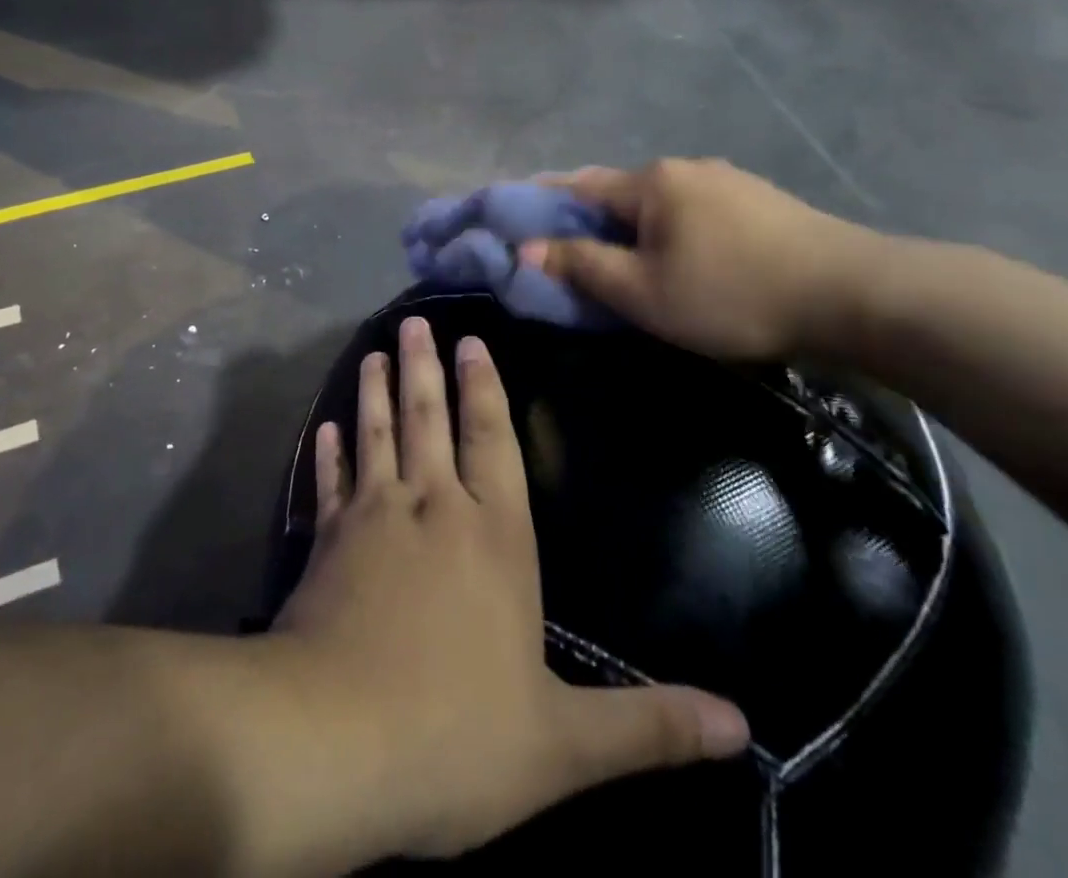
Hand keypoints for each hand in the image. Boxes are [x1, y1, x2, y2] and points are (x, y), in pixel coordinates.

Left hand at [272, 317, 746, 864]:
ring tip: (373, 352)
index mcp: (494, 536)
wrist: (333, 742)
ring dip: (376, 392)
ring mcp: (372, 519)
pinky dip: (328, 454)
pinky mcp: (325, 543)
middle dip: (424, 367)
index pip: (492, 440)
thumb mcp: (565, 745)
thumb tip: (743, 727)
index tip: (470, 341)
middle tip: (414, 322)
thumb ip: (648, 726)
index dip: (484, 387)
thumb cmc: (455, 736)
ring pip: (377, 435)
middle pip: (428, 419)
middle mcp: (432, 508)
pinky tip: (326, 427)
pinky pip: (329, 484)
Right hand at [526, 159, 884, 362]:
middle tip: (570, 251)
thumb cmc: (731, 293)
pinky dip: (670, 227)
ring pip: (659, 200)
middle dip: (588, 217)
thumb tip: (526, 249)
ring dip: (632, 224)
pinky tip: (682, 254)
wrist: (853, 294)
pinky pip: (693, 209)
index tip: (517, 219)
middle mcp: (684, 167)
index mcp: (650, 182)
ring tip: (626, 258)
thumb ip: (581, 266)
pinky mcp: (760, 200)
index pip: (577, 186)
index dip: (542, 202)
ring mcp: (727, 179)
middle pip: (618, 190)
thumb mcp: (642, 292)